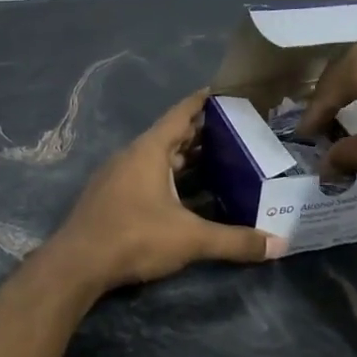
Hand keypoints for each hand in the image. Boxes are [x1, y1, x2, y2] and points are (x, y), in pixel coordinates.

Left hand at [51, 91, 285, 290]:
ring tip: (216, 161)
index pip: (180, 114)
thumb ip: (234, 241)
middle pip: (170, 136)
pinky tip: (184, 195)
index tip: (222, 91)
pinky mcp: (109, 198)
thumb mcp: (190, 239)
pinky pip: (145, 176)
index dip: (201, 102)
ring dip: (183, 159)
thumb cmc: (134, 237)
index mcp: (149, 150)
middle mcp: (131, 156)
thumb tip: (280, 245)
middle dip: (199, 133)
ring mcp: (116, 176)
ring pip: (156, 158)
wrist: (76, 265)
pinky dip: (167, 178)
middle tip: (233, 132)